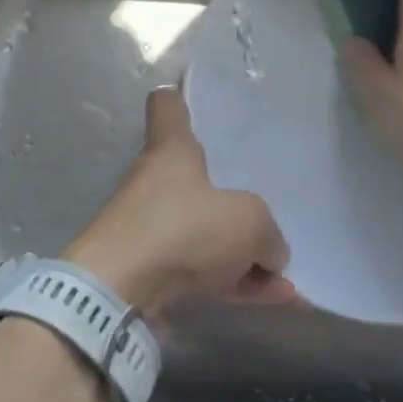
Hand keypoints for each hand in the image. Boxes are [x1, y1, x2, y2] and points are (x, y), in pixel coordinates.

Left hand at [64, 88, 294, 313]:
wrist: (117, 294)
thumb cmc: (182, 228)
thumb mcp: (248, 221)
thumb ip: (268, 233)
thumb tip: (270, 252)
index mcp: (171, 150)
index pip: (167, 106)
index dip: (181, 99)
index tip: (195, 102)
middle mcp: (157, 184)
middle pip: (198, 180)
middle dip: (233, 203)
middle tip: (268, 221)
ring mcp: (152, 230)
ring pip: (206, 234)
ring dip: (244, 257)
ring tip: (285, 283)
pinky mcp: (151, 273)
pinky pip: (202, 272)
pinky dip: (234, 285)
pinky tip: (274, 302)